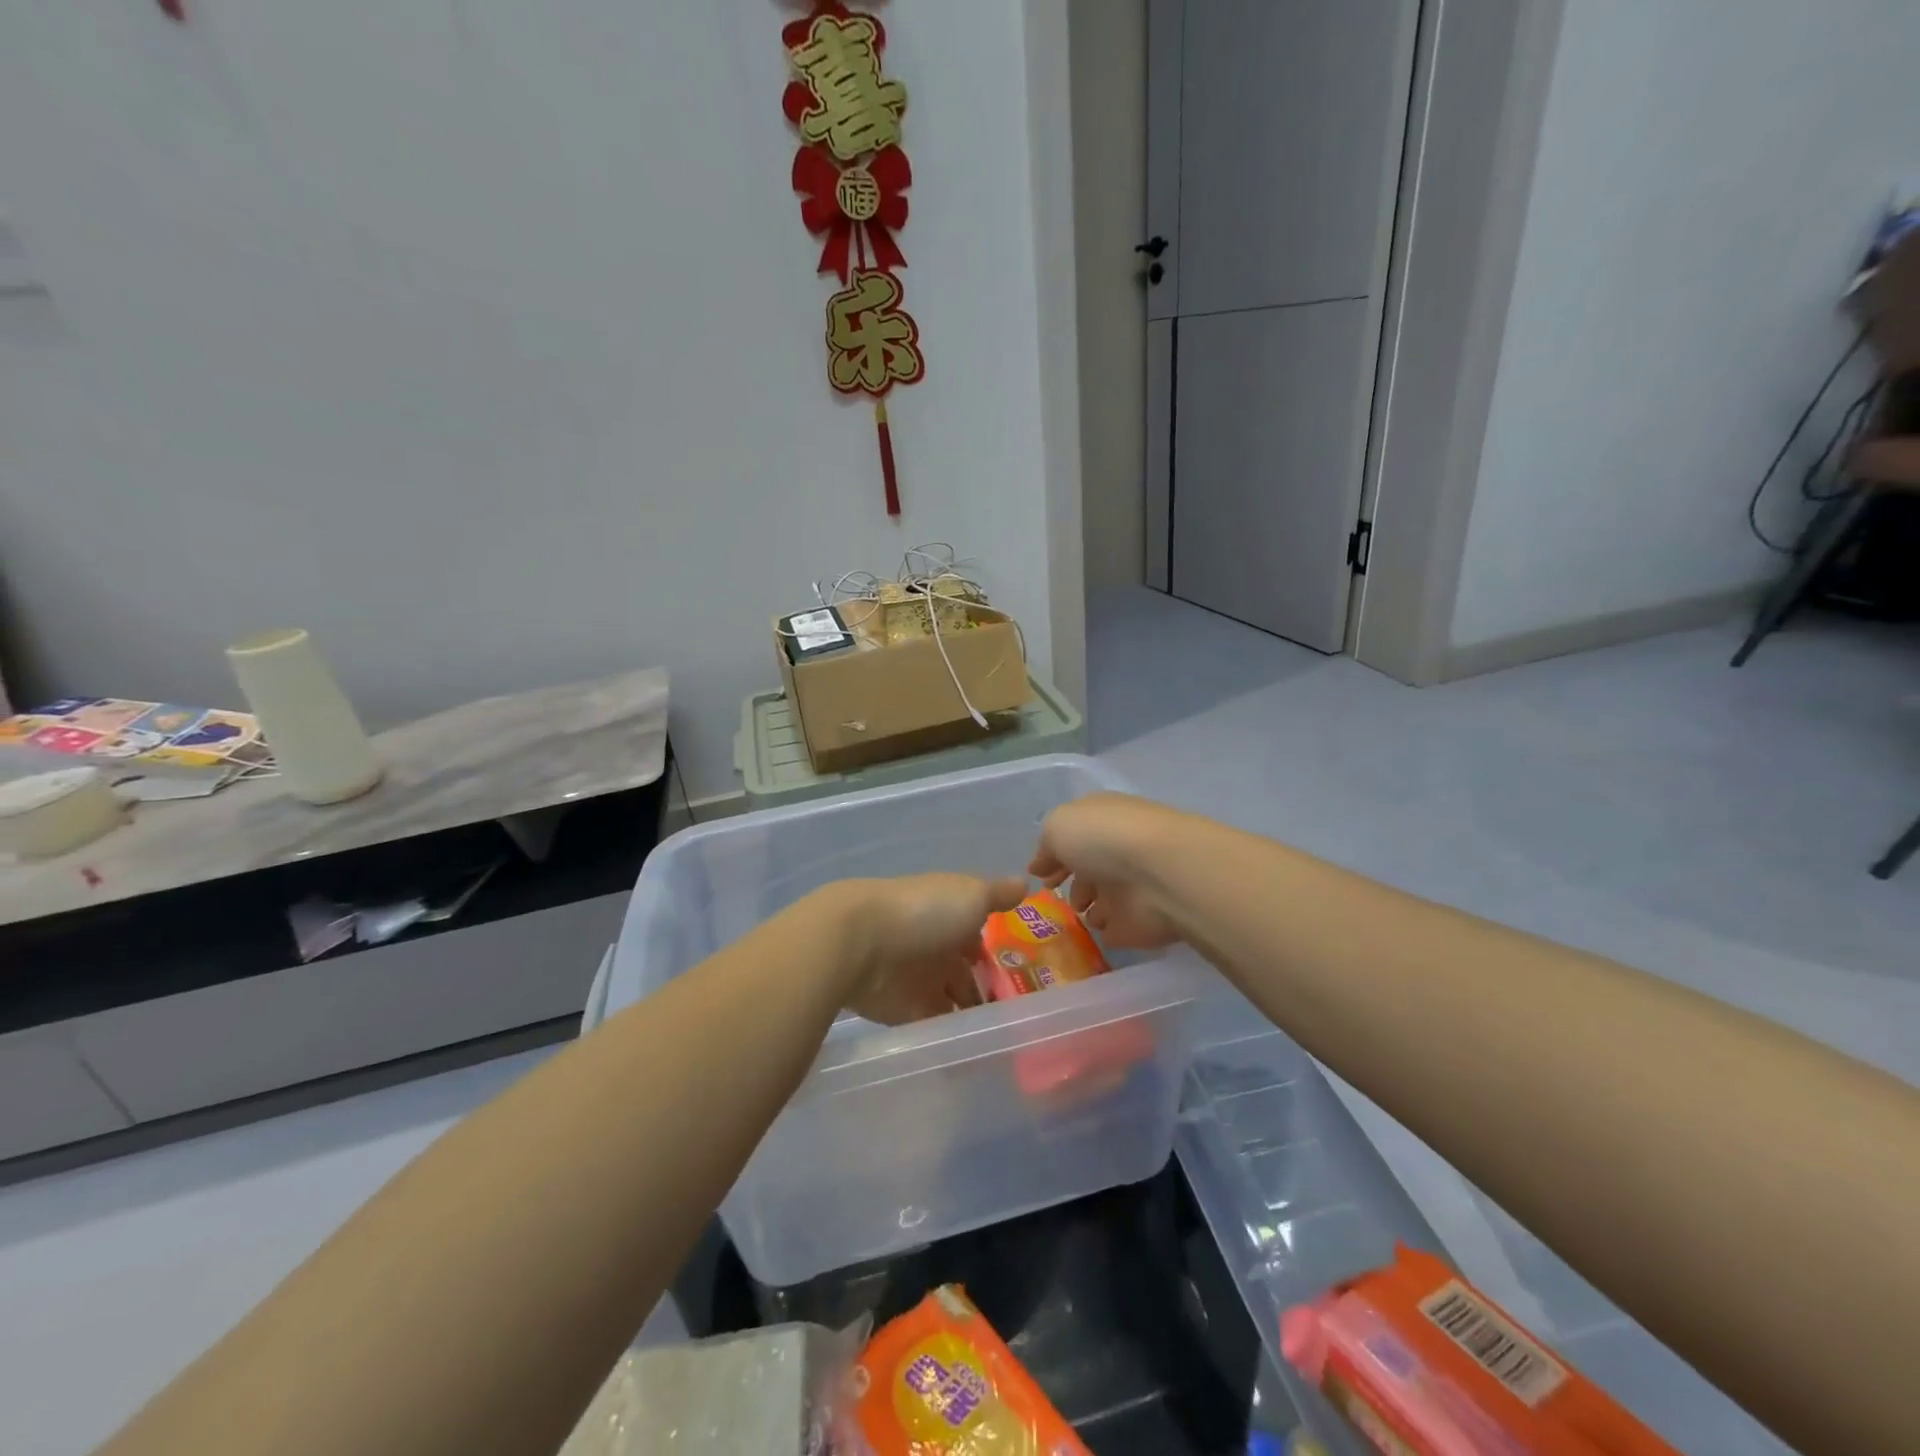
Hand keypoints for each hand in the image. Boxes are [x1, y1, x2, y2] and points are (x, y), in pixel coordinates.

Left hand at [837, 874, 1026, 1024]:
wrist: (859, 943)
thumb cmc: (923, 912)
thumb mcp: (970, 895)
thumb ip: (998, 895)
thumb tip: (1025, 883)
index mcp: (948, 916)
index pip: (977, 937)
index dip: (997, 954)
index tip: (1026, 976)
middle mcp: (933, 947)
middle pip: (964, 973)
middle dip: (986, 991)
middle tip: (1020, 1017)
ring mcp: (917, 980)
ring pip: (950, 1001)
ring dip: (969, 1017)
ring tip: (1005, 1041)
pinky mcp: (902, 1011)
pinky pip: (932, 1027)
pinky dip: (949, 1038)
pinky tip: (976, 1053)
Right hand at [1029, 793, 1184, 949]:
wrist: (1161, 875)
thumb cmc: (1104, 839)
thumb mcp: (1059, 826)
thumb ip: (1046, 845)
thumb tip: (1041, 865)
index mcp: (1101, 819)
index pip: (1075, 836)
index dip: (1055, 854)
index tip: (1040, 875)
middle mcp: (1119, 850)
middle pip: (1092, 868)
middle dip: (1075, 883)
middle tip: (1057, 896)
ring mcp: (1134, 886)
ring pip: (1106, 899)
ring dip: (1092, 909)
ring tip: (1080, 914)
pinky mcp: (1143, 922)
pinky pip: (1119, 929)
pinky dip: (1109, 932)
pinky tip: (1097, 932)